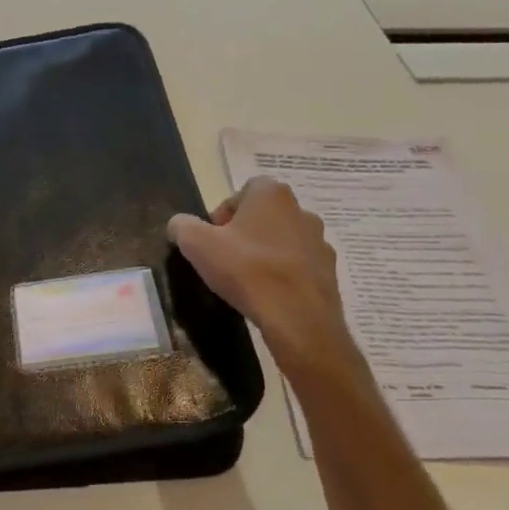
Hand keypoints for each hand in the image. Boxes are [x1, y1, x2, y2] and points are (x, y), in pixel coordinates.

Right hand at [167, 177, 364, 380]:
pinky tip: (270, 295)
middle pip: (263, 216)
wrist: (297, 317)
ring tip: (248, 280)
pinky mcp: (329, 270)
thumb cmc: (246, 270)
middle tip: (226, 259)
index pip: (241, 192)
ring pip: (283, 240)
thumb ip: (182, 226)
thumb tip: (179, 224)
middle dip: (244, 233)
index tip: (212, 239)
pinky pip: (299, 266)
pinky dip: (284, 275)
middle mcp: (301, 209)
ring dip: (266, 253)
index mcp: (270, 193)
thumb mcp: (197, 244)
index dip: (223, 215)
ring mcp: (319, 240)